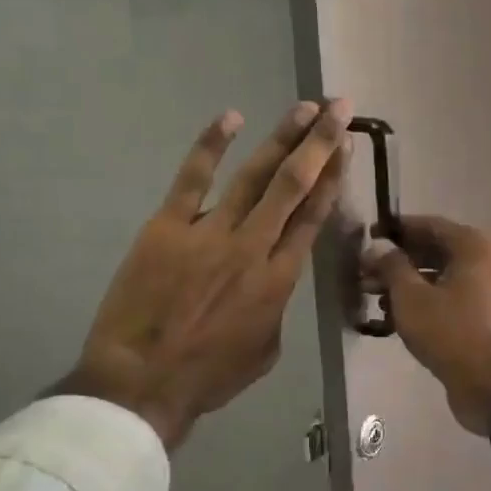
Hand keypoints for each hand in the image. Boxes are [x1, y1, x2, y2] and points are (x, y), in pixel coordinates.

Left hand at [56, 99, 351, 448]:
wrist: (143, 381)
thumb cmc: (209, 375)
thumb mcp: (266, 350)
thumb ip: (276, 308)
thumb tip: (270, 282)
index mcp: (280, 280)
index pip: (313, 217)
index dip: (334, 179)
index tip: (348, 149)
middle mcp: (254, 247)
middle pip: (293, 186)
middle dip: (320, 144)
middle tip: (339, 109)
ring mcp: (209, 232)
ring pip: (254, 176)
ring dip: (282, 138)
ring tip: (304, 108)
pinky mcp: (167, 227)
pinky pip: (192, 178)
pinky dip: (211, 145)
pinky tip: (232, 118)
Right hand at [365, 215, 490, 434]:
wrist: (489, 383)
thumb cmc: (448, 331)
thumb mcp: (410, 296)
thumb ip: (391, 266)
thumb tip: (379, 250)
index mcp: (475, 246)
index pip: (430, 225)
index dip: (396, 230)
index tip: (368, 236)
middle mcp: (489, 261)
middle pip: (436, 252)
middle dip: (398, 262)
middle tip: (365, 274)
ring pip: (442, 277)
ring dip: (408, 284)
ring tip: (374, 298)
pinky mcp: (487, 316)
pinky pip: (452, 298)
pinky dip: (426, 302)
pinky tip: (395, 317)